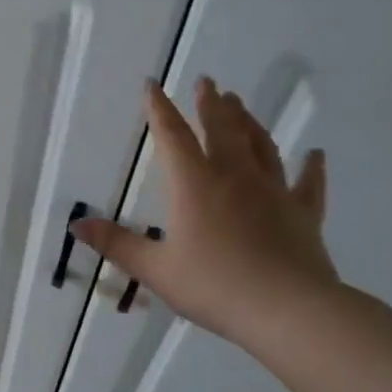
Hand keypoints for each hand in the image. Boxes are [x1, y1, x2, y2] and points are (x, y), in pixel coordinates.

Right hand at [71, 78, 336, 351]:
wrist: (286, 309)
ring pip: (261, 147)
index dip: (160, 110)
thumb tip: (76, 224)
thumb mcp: (155, 269)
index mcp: (194, 185)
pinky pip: (308, 184)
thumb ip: (116, 244)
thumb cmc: (214, 286)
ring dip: (249, 123)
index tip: (152, 84)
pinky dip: (311, 167)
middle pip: (221, 130)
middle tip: (207, 82)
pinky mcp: (303, 213)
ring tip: (241, 104)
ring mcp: (273, 192)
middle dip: (211, 105)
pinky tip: (315, 154)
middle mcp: (234, 177)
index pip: (172, 137)